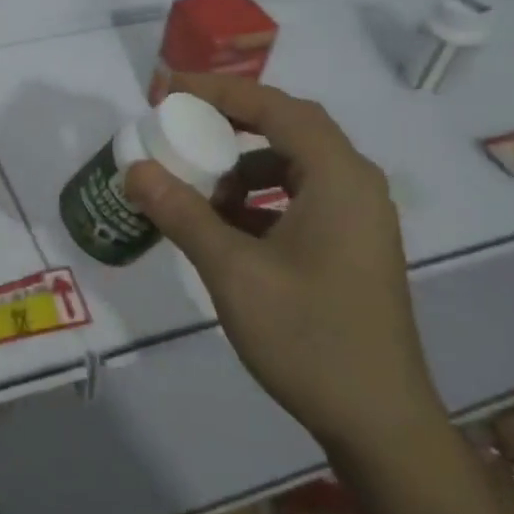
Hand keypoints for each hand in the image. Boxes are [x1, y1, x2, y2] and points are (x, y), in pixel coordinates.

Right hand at [124, 73, 444, 459]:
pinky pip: (299, 198)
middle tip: (179, 123)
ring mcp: (357, 218)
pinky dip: (258, 198)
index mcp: (339, 178)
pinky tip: (225, 227)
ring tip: (197, 186)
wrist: (379, 424)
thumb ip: (181, 213)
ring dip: (242, 165)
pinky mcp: (350, 245)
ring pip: (293, 164)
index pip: (275, 107)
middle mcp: (355, 185)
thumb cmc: (309, 337)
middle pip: (288, 127)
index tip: (167, 89)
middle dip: (229, 121)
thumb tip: (134, 169)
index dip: (219, 90)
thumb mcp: (233, 271)